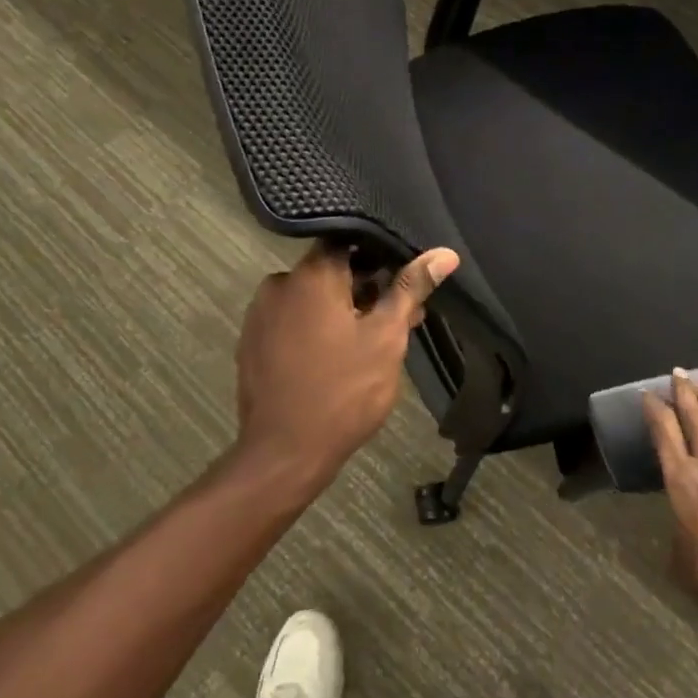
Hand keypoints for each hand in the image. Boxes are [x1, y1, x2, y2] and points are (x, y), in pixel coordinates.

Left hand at [234, 241, 459, 492]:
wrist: (283, 455)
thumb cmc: (343, 391)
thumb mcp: (386, 338)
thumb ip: (411, 289)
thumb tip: (444, 254)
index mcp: (311, 274)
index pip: (348, 241)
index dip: (379, 256)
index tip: (402, 277)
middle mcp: (279, 283)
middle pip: (330, 270)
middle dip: (366, 289)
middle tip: (399, 318)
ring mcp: (260, 314)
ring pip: (311, 298)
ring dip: (341, 309)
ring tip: (372, 342)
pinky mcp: (252, 342)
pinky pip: (291, 320)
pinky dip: (315, 328)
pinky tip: (336, 357)